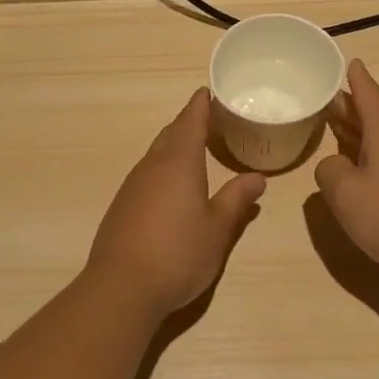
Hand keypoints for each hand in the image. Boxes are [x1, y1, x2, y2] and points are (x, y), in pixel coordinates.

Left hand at [85, 89, 266, 313]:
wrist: (122, 287)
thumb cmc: (179, 253)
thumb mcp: (218, 229)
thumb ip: (236, 200)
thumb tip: (257, 178)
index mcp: (179, 163)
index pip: (190, 122)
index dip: (200, 106)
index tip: (206, 92)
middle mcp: (152, 167)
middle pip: (170, 134)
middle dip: (187, 124)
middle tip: (207, 119)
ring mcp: (132, 186)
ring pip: (155, 154)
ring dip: (173, 146)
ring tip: (193, 149)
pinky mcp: (121, 206)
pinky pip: (146, 174)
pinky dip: (161, 168)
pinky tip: (170, 186)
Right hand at [316, 59, 378, 284]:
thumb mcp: (345, 193)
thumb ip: (329, 172)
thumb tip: (334, 166)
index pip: (367, 92)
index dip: (354, 77)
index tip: (348, 60)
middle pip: (374, 114)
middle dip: (350, 107)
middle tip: (324, 99)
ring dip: (358, 133)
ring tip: (334, 130)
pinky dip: (370, 156)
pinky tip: (358, 170)